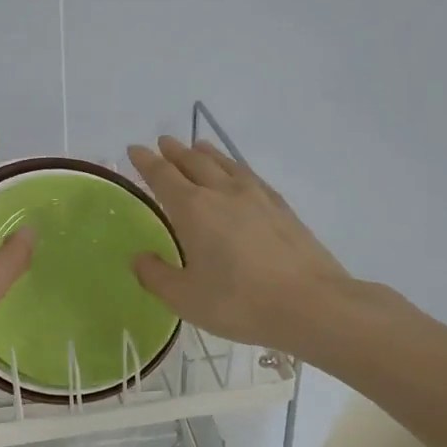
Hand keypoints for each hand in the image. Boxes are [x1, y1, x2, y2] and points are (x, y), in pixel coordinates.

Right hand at [127, 136, 399, 356]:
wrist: (312, 304)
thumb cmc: (240, 302)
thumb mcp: (186, 298)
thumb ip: (157, 276)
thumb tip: (138, 258)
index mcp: (193, 209)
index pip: (163, 176)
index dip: (146, 162)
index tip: (134, 149)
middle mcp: (223, 193)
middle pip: (194, 162)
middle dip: (175, 152)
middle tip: (163, 142)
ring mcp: (256, 196)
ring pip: (225, 164)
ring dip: (207, 153)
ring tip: (198, 145)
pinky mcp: (281, 207)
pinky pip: (250, 175)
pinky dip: (236, 166)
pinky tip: (239, 173)